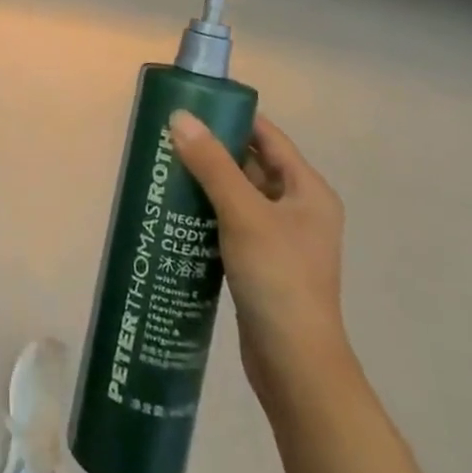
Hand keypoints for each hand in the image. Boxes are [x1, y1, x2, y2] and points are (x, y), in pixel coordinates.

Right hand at [170, 110, 348, 412]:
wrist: (295, 365)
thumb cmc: (278, 279)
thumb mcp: (243, 213)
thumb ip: (211, 164)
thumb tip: (179, 117)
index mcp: (307, 190)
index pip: (268, 137)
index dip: (232, 118)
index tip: (192, 106)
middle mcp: (298, 209)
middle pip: (251, 165)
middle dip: (212, 150)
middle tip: (168, 138)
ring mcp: (281, 239)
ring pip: (238, 196)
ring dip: (206, 183)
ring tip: (164, 170)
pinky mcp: (261, 264)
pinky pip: (231, 224)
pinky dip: (207, 213)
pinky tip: (176, 212)